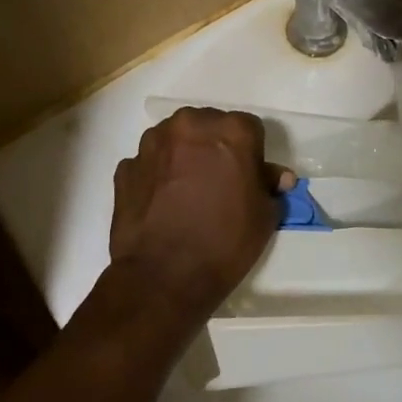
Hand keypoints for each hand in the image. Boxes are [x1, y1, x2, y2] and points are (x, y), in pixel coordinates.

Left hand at [110, 108, 291, 319]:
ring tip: (187, 192)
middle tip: (218, 182)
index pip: (249, 128)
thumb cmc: (225, 243)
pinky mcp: (125, 167)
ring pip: (175, 140)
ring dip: (183, 156)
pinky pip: (149, 163)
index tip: (248, 177)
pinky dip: (157, 176)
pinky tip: (163, 204)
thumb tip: (276, 177)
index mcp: (231, 131)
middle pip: (208, 126)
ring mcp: (151, 144)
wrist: (164, 276)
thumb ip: (270, 186)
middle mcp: (189, 125)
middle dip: (214, 147)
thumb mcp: (265, 217)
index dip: (251, 153)